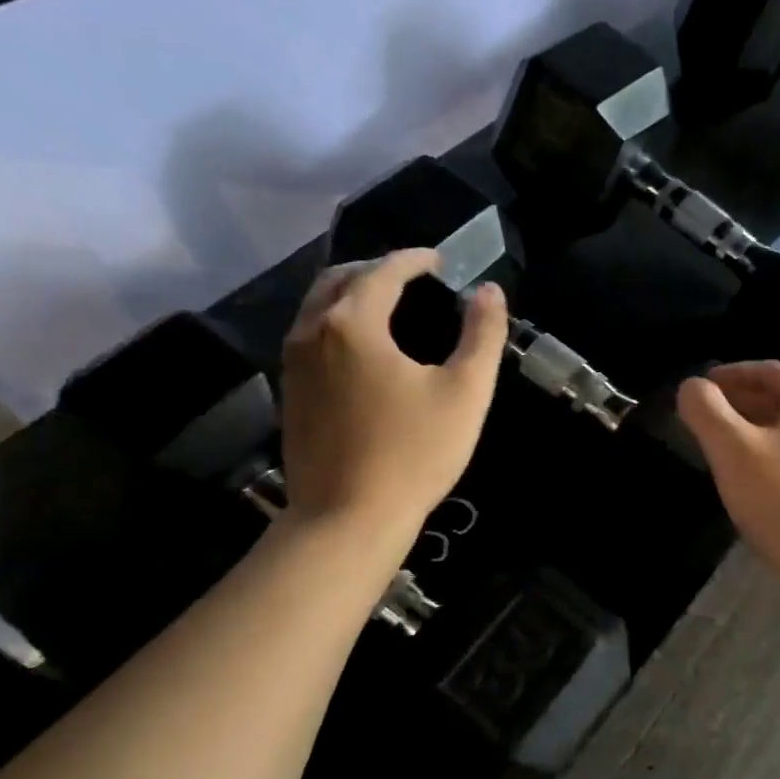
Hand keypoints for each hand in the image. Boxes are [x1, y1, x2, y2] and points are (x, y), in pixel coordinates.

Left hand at [280, 250, 507, 529]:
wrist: (348, 518)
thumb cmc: (413, 453)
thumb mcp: (466, 392)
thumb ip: (482, 335)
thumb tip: (490, 292)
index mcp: (352, 322)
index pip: (384, 271)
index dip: (415, 260)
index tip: (441, 262)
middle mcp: (312, 331)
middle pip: (340, 279)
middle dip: (377, 269)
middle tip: (413, 278)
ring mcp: (292, 363)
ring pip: (318, 307)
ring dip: (352, 294)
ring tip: (388, 306)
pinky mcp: (290, 393)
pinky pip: (309, 335)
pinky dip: (337, 323)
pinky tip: (362, 349)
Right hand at [676, 361, 779, 606]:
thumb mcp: (733, 452)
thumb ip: (706, 411)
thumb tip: (691, 387)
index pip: (770, 371)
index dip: (730, 375)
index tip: (701, 386)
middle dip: (745, 407)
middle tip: (708, 421)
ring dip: (764, 437)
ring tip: (730, 455)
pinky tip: (766, 488)